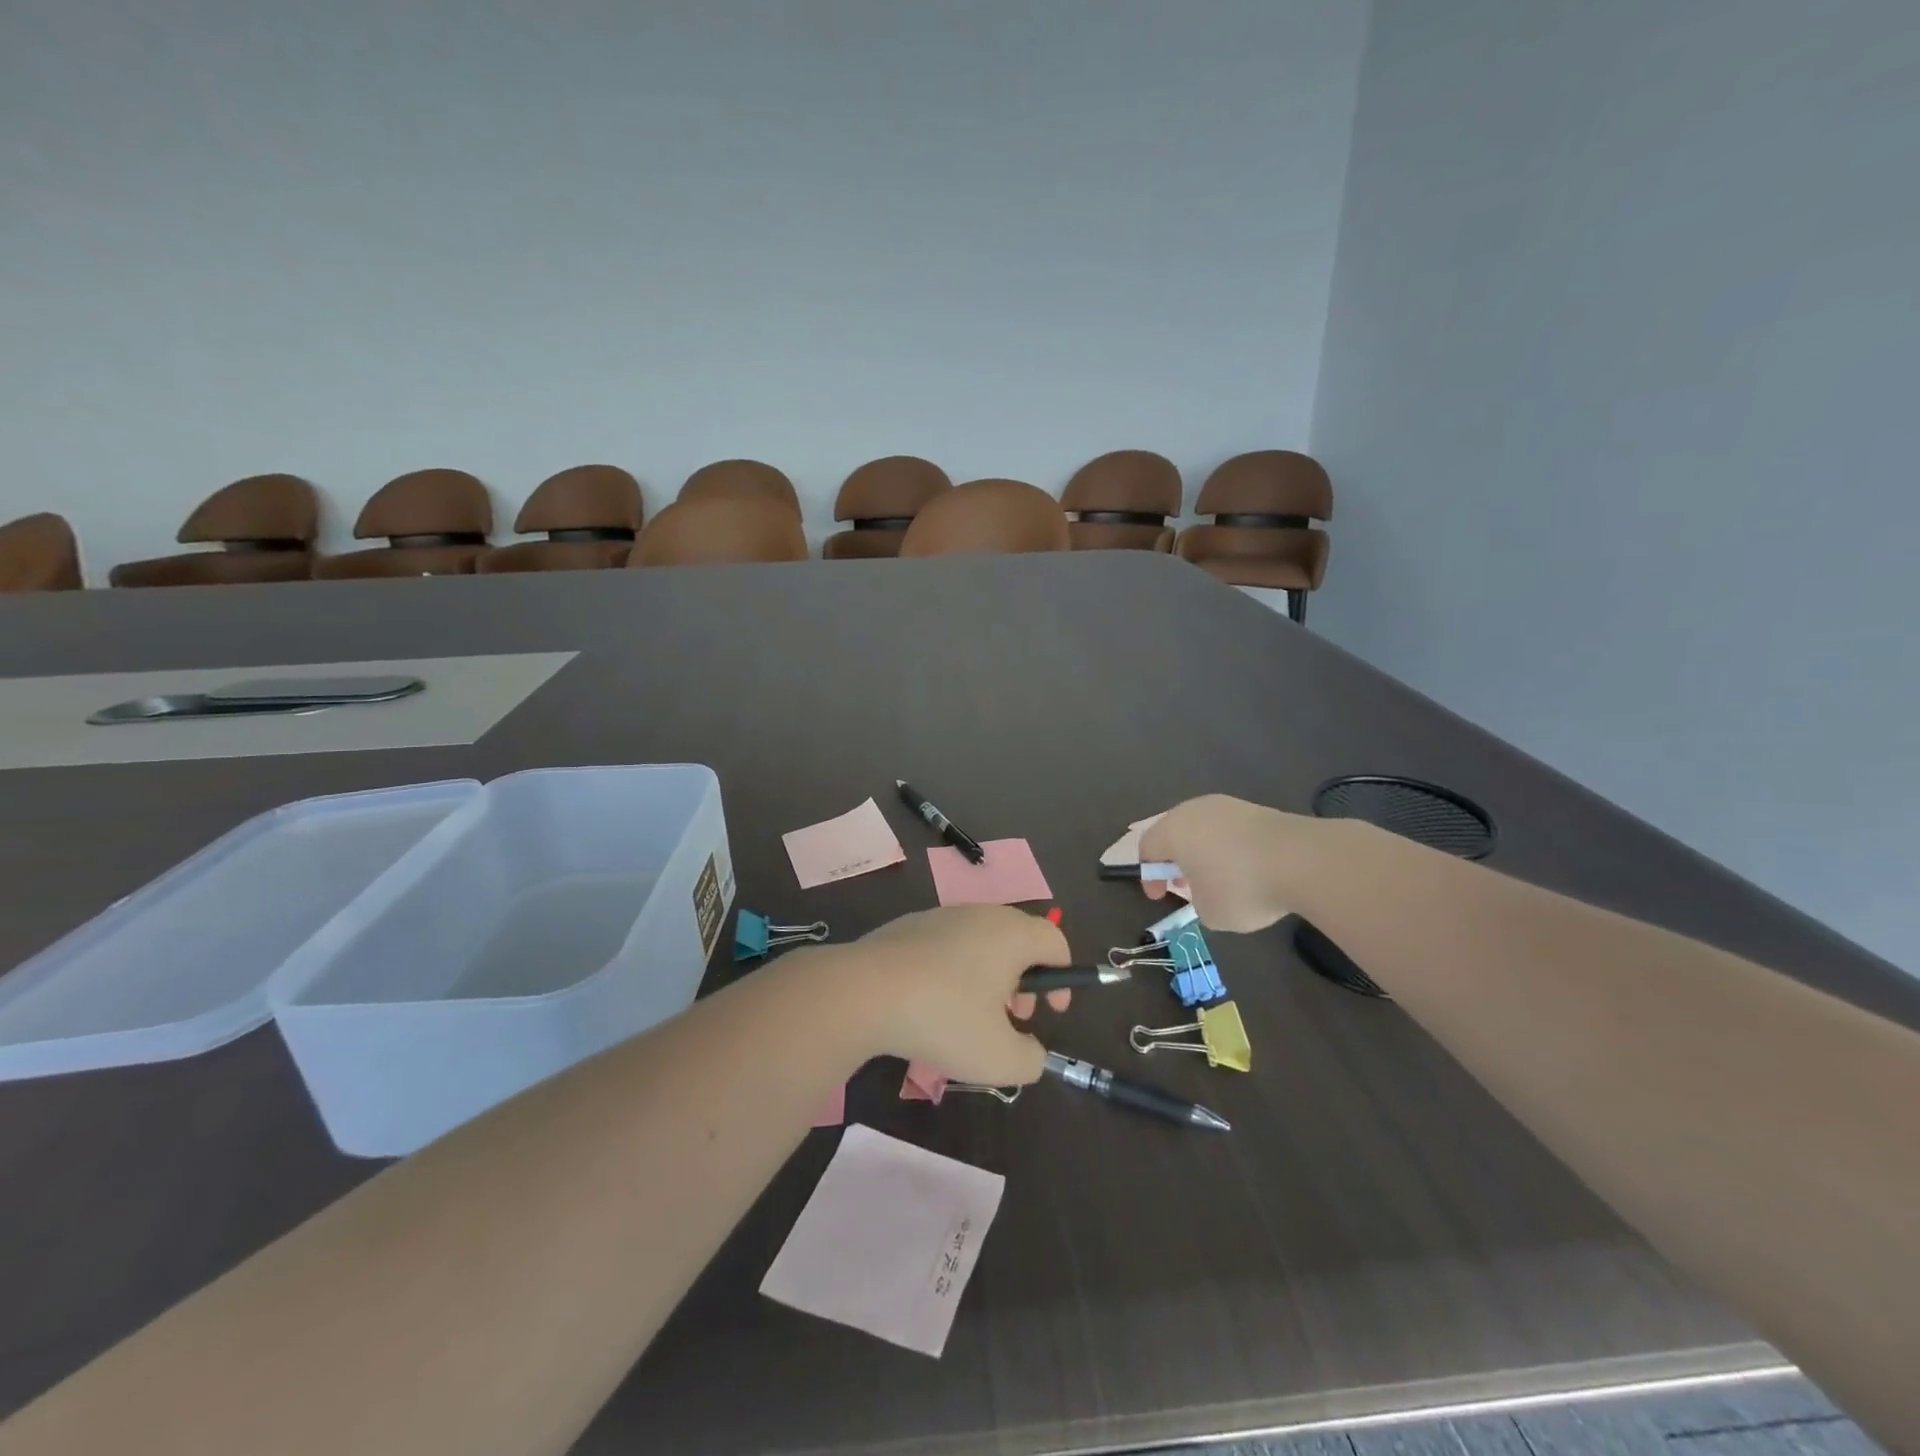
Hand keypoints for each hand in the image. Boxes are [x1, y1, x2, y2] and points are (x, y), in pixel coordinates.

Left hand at [849, 906, 1070, 1085]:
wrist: (863, 991)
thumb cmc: (943, 1018)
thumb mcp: (999, 1058)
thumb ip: (1030, 1059)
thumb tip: (1031, 1051)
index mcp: (1011, 934)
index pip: (1055, 940)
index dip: (1065, 977)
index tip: (1052, 1013)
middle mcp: (980, 914)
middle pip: (1018, 940)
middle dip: (1024, 981)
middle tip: (1011, 1017)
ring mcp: (940, 916)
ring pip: (980, 943)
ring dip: (988, 978)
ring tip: (968, 1018)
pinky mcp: (907, 926)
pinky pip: (946, 946)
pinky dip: (952, 972)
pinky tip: (930, 1006)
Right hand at [1138, 794, 1310, 933]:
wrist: (1303, 860)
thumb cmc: (1242, 887)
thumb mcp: (1210, 912)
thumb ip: (1197, 900)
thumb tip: (1207, 890)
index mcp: (1172, 831)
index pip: (1146, 849)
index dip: (1149, 876)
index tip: (1160, 897)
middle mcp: (1194, 810)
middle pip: (1172, 833)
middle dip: (1174, 860)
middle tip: (1184, 885)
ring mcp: (1227, 806)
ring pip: (1202, 829)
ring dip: (1202, 852)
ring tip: (1216, 878)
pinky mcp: (1256, 809)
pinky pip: (1229, 830)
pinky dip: (1228, 848)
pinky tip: (1244, 869)